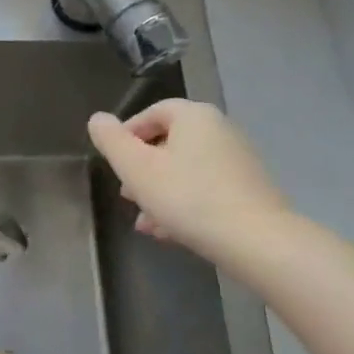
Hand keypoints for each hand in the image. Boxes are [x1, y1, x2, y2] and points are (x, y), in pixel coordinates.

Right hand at [87, 100, 292, 267]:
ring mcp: (238, 160)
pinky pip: (206, 188)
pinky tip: (170, 231)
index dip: (126, 135)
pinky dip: (184, 202)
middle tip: (127, 195)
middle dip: (142, 169)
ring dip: (160, 191)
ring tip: (144, 221)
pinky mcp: (249, 189)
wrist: (257, 240)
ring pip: (185, 169)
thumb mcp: (136, 168)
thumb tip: (97, 119)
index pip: (152, 113)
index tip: (114, 164)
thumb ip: (111, 141)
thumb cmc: (188, 197)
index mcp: (194, 116)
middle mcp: (220, 129)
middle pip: (169, 142)